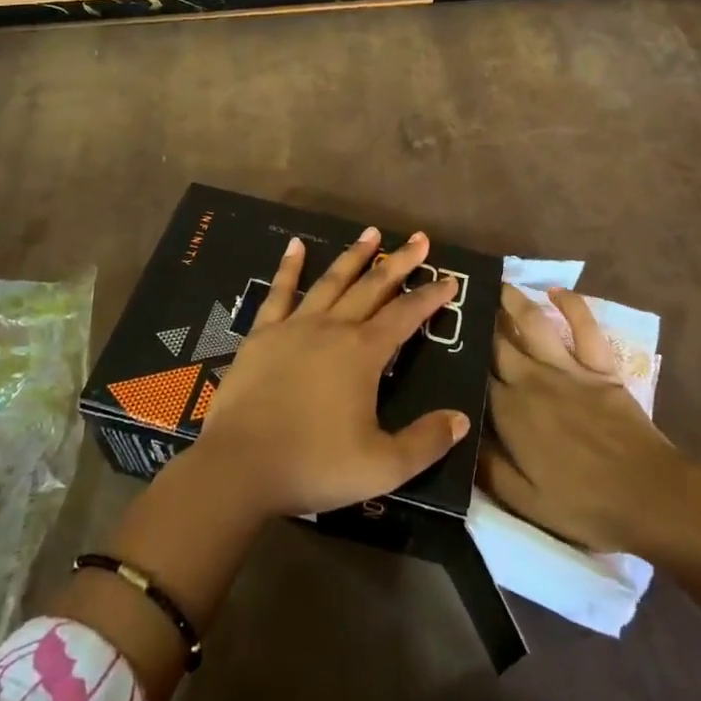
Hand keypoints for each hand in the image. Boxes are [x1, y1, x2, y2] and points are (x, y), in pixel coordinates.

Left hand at [193, 226, 472, 518]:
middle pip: (373, 287)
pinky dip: (289, 267)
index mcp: (363, 353)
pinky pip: (279, 292)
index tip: (449, 279)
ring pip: (332, 281)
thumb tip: (460, 419)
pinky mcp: (262, 334)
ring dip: (354, 256)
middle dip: (399, 262)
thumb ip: (425, 442)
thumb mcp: (382, 467)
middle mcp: (333, 328)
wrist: (239, 466)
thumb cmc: (314, 465)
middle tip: (419, 239)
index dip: (431, 296)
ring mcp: (294, 326)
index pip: (406, 315)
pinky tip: (296, 245)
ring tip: (372, 233)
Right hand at [479, 285, 688, 554]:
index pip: (476, 376)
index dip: (459, 359)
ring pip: (533, 323)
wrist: (650, 496)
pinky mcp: (600, 365)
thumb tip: (457, 434)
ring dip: (512, 300)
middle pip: (497, 342)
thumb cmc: (585, 505)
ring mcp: (568, 368)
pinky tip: (556, 291)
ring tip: (496, 284)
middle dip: (477, 321)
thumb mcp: (526, 502)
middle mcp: (532, 379)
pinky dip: (571, 304)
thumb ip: (487, 468)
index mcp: (510, 412)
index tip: (443, 343)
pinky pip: (584, 326)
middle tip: (460, 302)